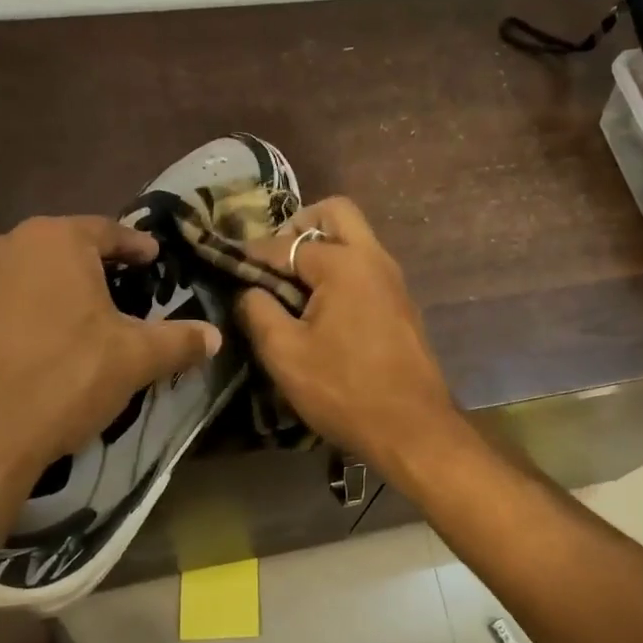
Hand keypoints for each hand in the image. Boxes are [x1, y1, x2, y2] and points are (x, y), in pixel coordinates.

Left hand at [0, 217, 221, 487]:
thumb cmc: (62, 380)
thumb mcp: (135, 361)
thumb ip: (179, 341)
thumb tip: (214, 336)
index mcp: (53, 242)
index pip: (106, 230)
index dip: (134, 245)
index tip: (151, 257)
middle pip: (55, 252)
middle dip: (85, 272)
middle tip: (111, 298)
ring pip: (13, 282)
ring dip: (40, 299)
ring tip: (61, 333)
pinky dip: (1, 327)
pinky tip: (13, 361)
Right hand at [234, 197, 458, 476]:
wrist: (413, 429)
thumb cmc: (344, 390)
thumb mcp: (285, 354)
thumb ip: (258, 312)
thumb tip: (249, 291)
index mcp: (344, 264)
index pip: (288, 243)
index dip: (254, 252)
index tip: (229, 261)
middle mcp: (375, 259)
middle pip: (336, 213)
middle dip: (299, 225)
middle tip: (274, 258)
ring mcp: (394, 281)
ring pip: (356, 239)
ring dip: (323, 247)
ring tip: (290, 284)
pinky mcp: (402, 305)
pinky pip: (366, 267)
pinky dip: (341, 270)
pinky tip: (320, 306)